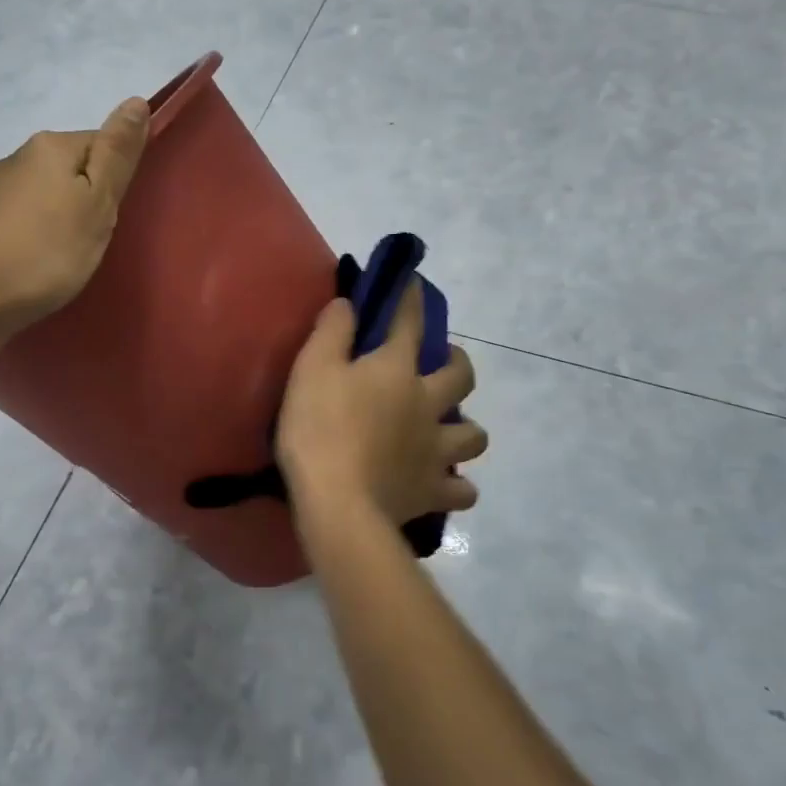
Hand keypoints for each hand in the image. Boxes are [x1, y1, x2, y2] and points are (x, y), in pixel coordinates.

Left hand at [0, 97, 149, 343]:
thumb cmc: (47, 252)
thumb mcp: (97, 204)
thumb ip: (117, 154)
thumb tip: (136, 100)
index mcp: (50, 147)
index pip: (100, 143)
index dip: (114, 178)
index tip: (112, 216)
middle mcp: (16, 157)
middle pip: (68, 168)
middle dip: (85, 196)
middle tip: (92, 239)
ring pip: (40, 193)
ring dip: (56, 215)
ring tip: (63, 255)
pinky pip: (17, 218)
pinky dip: (30, 233)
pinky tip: (31, 261)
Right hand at [277, 279, 486, 529]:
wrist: (338, 503)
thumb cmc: (319, 429)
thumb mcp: (311, 369)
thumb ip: (332, 332)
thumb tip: (349, 303)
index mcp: (396, 370)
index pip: (409, 322)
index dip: (412, 298)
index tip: (414, 282)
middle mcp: (427, 404)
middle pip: (462, 375)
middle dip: (458, 362)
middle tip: (441, 364)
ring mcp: (436, 450)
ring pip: (475, 435)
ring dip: (466, 429)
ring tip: (447, 430)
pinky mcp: (433, 491)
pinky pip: (461, 490)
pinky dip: (457, 486)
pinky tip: (444, 483)